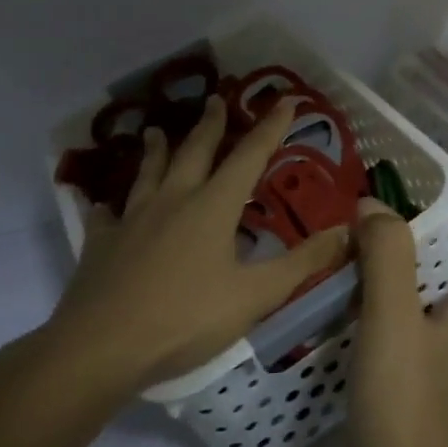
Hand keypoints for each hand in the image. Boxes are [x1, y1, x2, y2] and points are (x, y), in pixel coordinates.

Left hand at [31, 95, 350, 403]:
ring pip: (149, 172)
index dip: (270, 127)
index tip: (285, 101)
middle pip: (196, 151)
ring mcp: (132, 218)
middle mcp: (173, 200)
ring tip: (157, 130)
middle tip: (217, 98)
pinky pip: (105, 215)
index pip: (249, 156)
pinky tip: (102, 203)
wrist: (100, 347)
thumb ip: (302, 263)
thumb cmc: (185, 318)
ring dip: (157, 149)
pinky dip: (108, 204)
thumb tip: (347, 231)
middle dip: (212, 124)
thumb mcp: (254, 296)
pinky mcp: (101, 242)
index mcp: (213, 206)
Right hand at [334, 203, 447, 446]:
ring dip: (380, 286)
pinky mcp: (392, 393)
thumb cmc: (401, 392)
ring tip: (340, 266)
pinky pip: (382, 341)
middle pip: (439, 284)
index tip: (417, 217)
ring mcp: (421, 370)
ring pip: (407, 313)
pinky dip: (362, 322)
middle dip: (408, 255)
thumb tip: (373, 208)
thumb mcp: (393, 310)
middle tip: (365, 236)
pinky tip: (328, 316)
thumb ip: (387, 253)